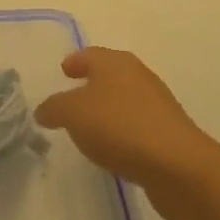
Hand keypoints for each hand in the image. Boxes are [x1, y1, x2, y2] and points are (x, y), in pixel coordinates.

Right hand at [35, 48, 218, 219]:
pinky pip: (134, 124)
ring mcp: (155, 103)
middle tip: (70, 97)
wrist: (176, 164)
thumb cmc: (120, 127)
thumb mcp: (74, 114)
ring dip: (106, 108)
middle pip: (109, 74)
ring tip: (87, 125)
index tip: (63, 70)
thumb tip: (43, 109)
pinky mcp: (165, 131)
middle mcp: (138, 76)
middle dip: (90, 83)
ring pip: (123, 99)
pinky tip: (111, 147)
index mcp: (116, 63)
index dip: (75, 61)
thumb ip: (55, 108)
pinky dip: (120, 129)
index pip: (90, 55)